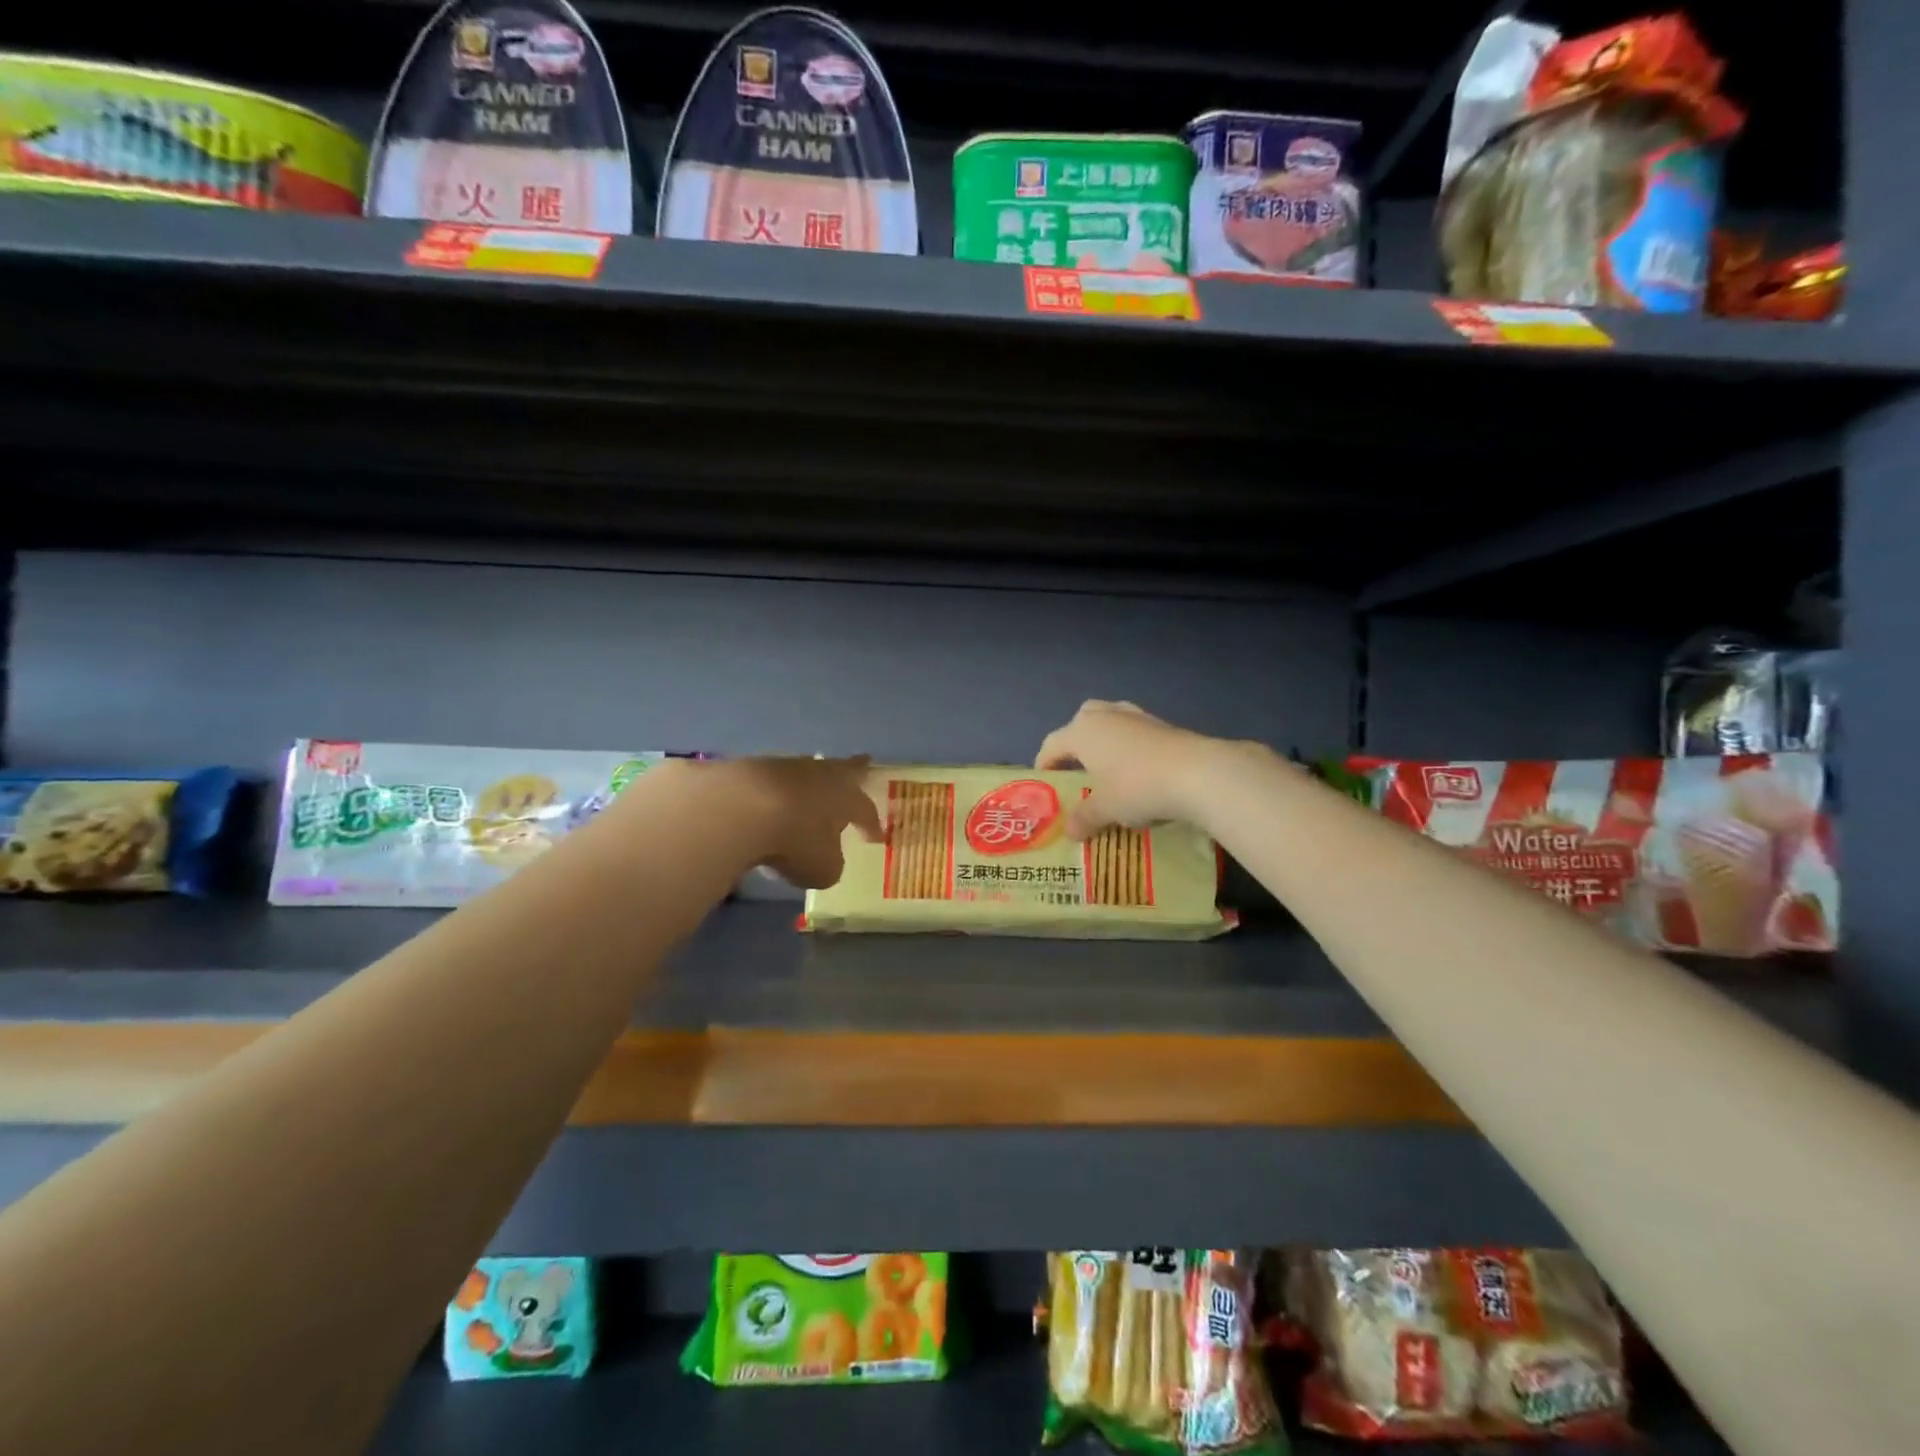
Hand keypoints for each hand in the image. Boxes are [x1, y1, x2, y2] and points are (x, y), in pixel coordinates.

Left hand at [715, 756, 883, 888]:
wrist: (737, 809)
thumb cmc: (794, 841)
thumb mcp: (822, 868)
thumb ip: (830, 863)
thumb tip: (826, 858)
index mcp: (845, 797)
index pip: (865, 809)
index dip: (871, 824)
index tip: (876, 836)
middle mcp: (820, 776)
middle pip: (842, 770)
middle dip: (854, 770)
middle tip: (865, 762)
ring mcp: (784, 768)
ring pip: (806, 773)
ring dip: (811, 783)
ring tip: (812, 790)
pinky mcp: (750, 768)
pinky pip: (772, 781)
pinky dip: (776, 791)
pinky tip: (770, 802)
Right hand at [1035, 701, 1244, 838]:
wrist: (1197, 773)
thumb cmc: (1136, 787)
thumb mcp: (1105, 809)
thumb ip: (1084, 818)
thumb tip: (1070, 832)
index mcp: (1082, 732)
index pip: (1052, 744)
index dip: (1045, 764)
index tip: (1046, 783)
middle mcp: (1106, 716)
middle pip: (1081, 721)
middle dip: (1076, 742)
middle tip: (1079, 769)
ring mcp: (1137, 716)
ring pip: (1111, 721)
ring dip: (1106, 740)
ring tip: (1110, 768)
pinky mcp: (1164, 724)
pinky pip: (1136, 732)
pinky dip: (1132, 746)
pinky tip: (1140, 770)